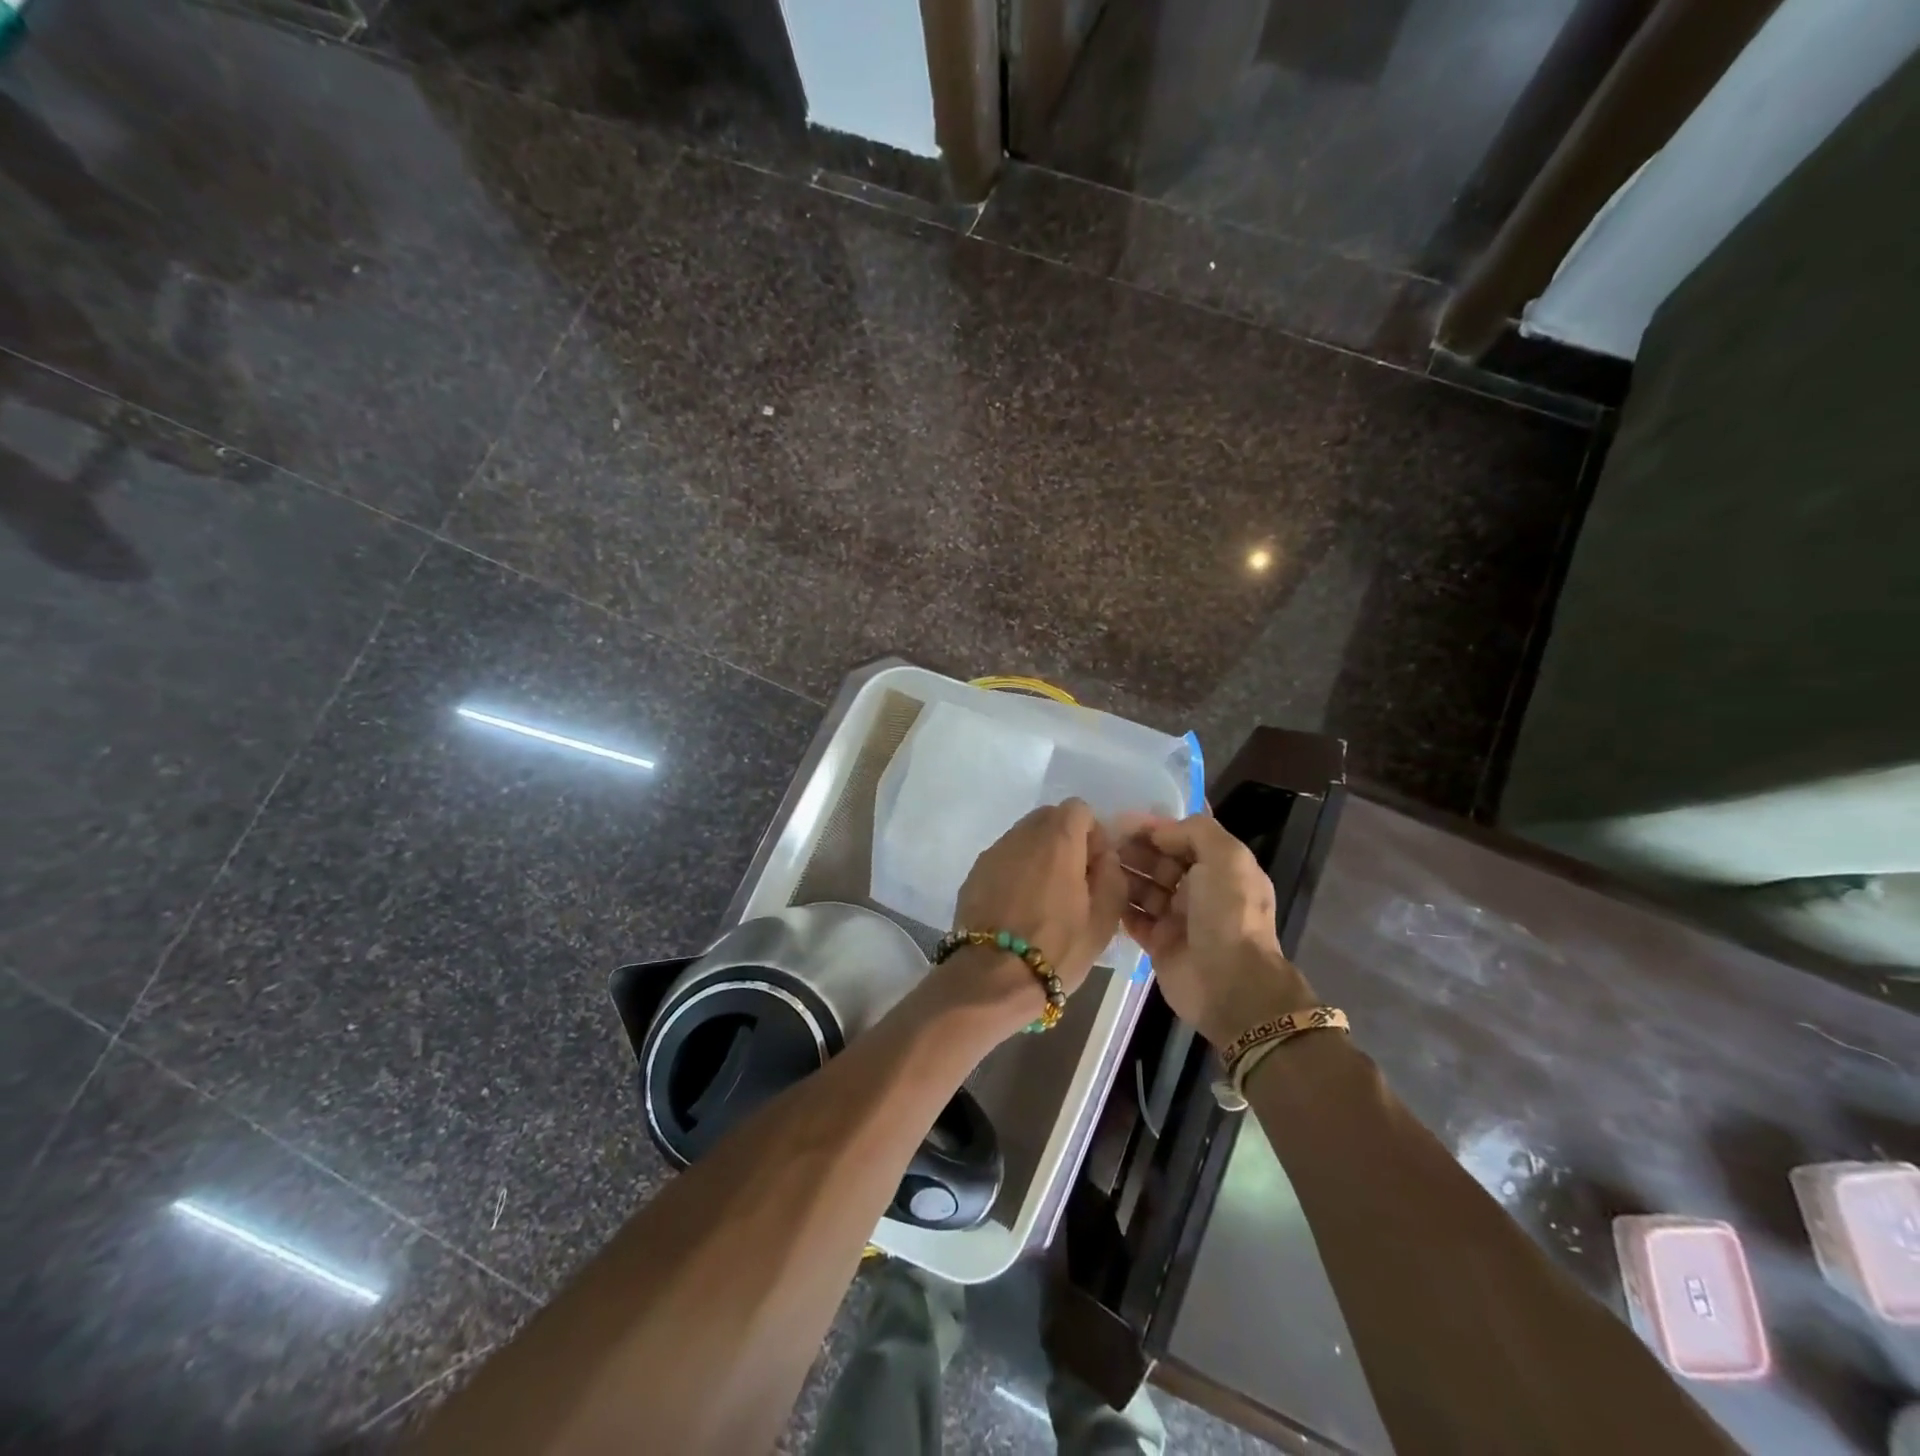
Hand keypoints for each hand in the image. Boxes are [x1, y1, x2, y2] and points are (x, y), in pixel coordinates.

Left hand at [942, 800, 1129, 1037]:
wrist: (992, 979)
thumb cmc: (1057, 949)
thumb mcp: (1104, 919)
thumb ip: (1111, 875)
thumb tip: (1102, 856)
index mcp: (1057, 840)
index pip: (1078, 808)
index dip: (1092, 833)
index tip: (1094, 867)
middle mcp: (1021, 836)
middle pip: (1048, 819)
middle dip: (1065, 841)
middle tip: (1072, 882)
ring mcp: (993, 853)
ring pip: (1023, 839)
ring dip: (1038, 857)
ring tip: (1044, 899)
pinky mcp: (973, 874)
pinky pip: (1003, 860)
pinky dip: (1015, 873)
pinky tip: (1018, 908)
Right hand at [1117, 813, 1317, 1046]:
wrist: (1230, 984)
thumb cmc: (1229, 914)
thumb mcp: (1226, 858)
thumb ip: (1195, 831)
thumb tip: (1159, 830)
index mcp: (1221, 868)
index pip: (1183, 838)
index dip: (1155, 827)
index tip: (1122, 819)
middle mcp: (1200, 891)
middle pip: (1160, 861)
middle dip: (1134, 849)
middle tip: (1102, 841)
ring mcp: (1178, 918)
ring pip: (1144, 888)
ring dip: (1123, 874)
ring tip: (1095, 863)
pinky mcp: (1159, 943)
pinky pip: (1133, 918)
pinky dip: (1118, 905)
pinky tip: (1098, 891)